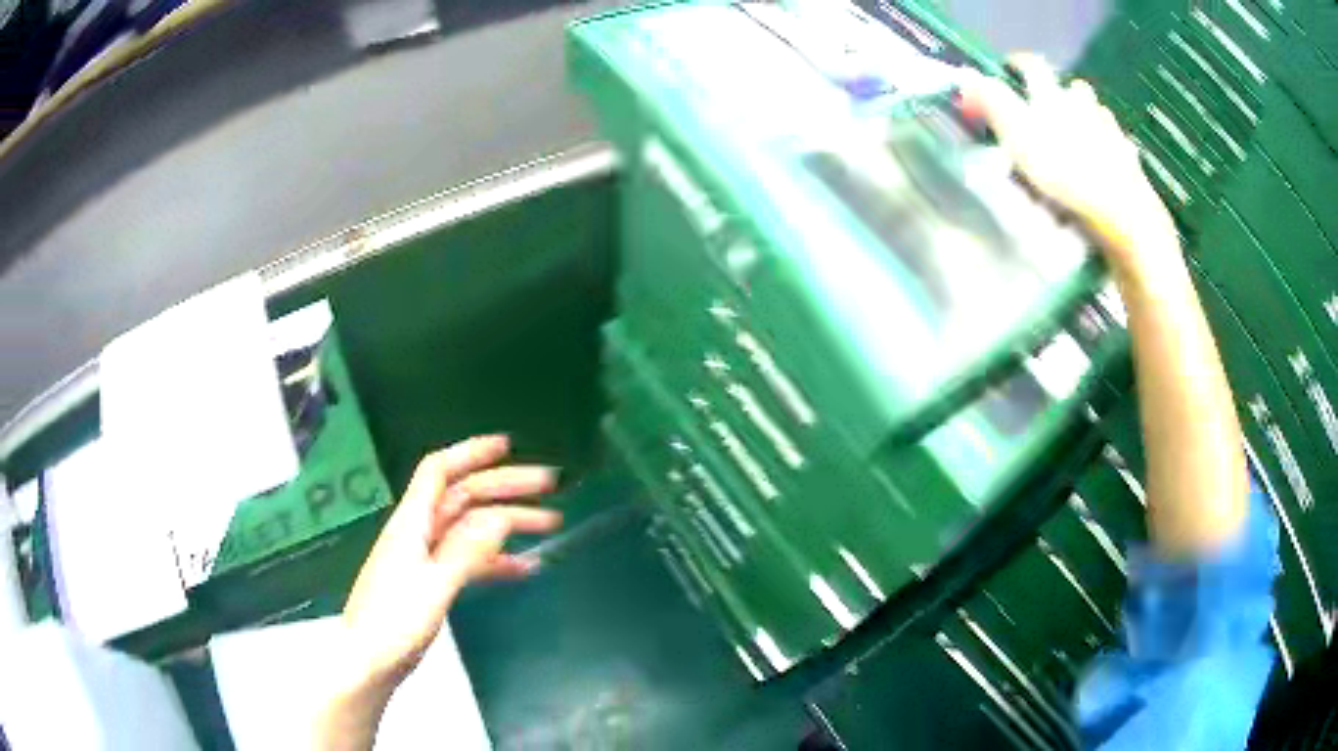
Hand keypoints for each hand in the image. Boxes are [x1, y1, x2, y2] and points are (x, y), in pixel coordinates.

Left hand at [340, 435, 560, 692]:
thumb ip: (466, 551)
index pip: (439, 471)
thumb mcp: (433, 586)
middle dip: (505, 486)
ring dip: (508, 522)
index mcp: (412, 523)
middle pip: (463, 496)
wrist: (369, 662)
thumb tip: (501, 516)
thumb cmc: (394, 624)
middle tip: (550, 485)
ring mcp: (426, 558)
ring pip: (471, 528)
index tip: (508, 446)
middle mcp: (419, 532)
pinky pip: (469, 559)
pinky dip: (496, 559)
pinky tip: (524, 568)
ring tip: (549, 523)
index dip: (470, 452)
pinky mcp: (432, 582)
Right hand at [957, 54, 1179, 274]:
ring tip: (1078, 141)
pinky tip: (1103, 165)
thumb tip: (967, 77)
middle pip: (1070, 87)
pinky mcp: (1129, 159)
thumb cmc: (1065, 173)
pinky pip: (1116, 144)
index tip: (1008, 68)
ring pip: (1096, 113)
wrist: (1122, 212)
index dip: (1017, 63)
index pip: (1031, 65)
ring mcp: (1111, 130)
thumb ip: (992, 103)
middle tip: (1048, 112)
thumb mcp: (1016, 137)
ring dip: (1086, 119)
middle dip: (1058, 94)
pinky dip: (1107, 148)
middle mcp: (1084, 103)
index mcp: (1052, 95)